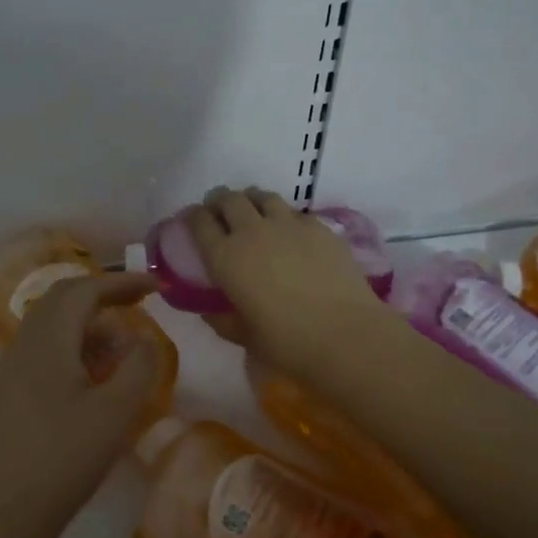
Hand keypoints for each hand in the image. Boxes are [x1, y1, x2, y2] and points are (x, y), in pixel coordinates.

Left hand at [0, 273, 164, 537]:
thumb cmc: (64, 457)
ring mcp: (12, 366)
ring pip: (54, 324)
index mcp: (48, 337)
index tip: (156, 286)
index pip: (85, 289)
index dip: (122, 282)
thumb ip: (139, 365)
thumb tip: (143, 338)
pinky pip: (45, 349)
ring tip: (124, 349)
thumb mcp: (116, 411)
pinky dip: (75, 347)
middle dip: (104, 297)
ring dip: (90, 324)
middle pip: (64, 299)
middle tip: (140, 306)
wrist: (4, 511)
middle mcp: (25, 341)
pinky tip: (95, 377)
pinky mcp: (10, 390)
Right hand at [186, 187, 388, 373]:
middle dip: (220, 201)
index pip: (199, 221)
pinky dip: (284, 216)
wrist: (344, 334)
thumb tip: (210, 310)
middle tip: (221, 212)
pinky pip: (294, 211)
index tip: (193, 221)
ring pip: (262, 196)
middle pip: (229, 199)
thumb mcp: (244, 336)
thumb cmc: (287, 342)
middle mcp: (251, 231)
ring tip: (254, 213)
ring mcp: (287, 224)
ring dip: (251, 200)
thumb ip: (222, 319)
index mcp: (225, 257)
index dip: (193, 217)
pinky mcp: (318, 226)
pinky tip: (290, 232)